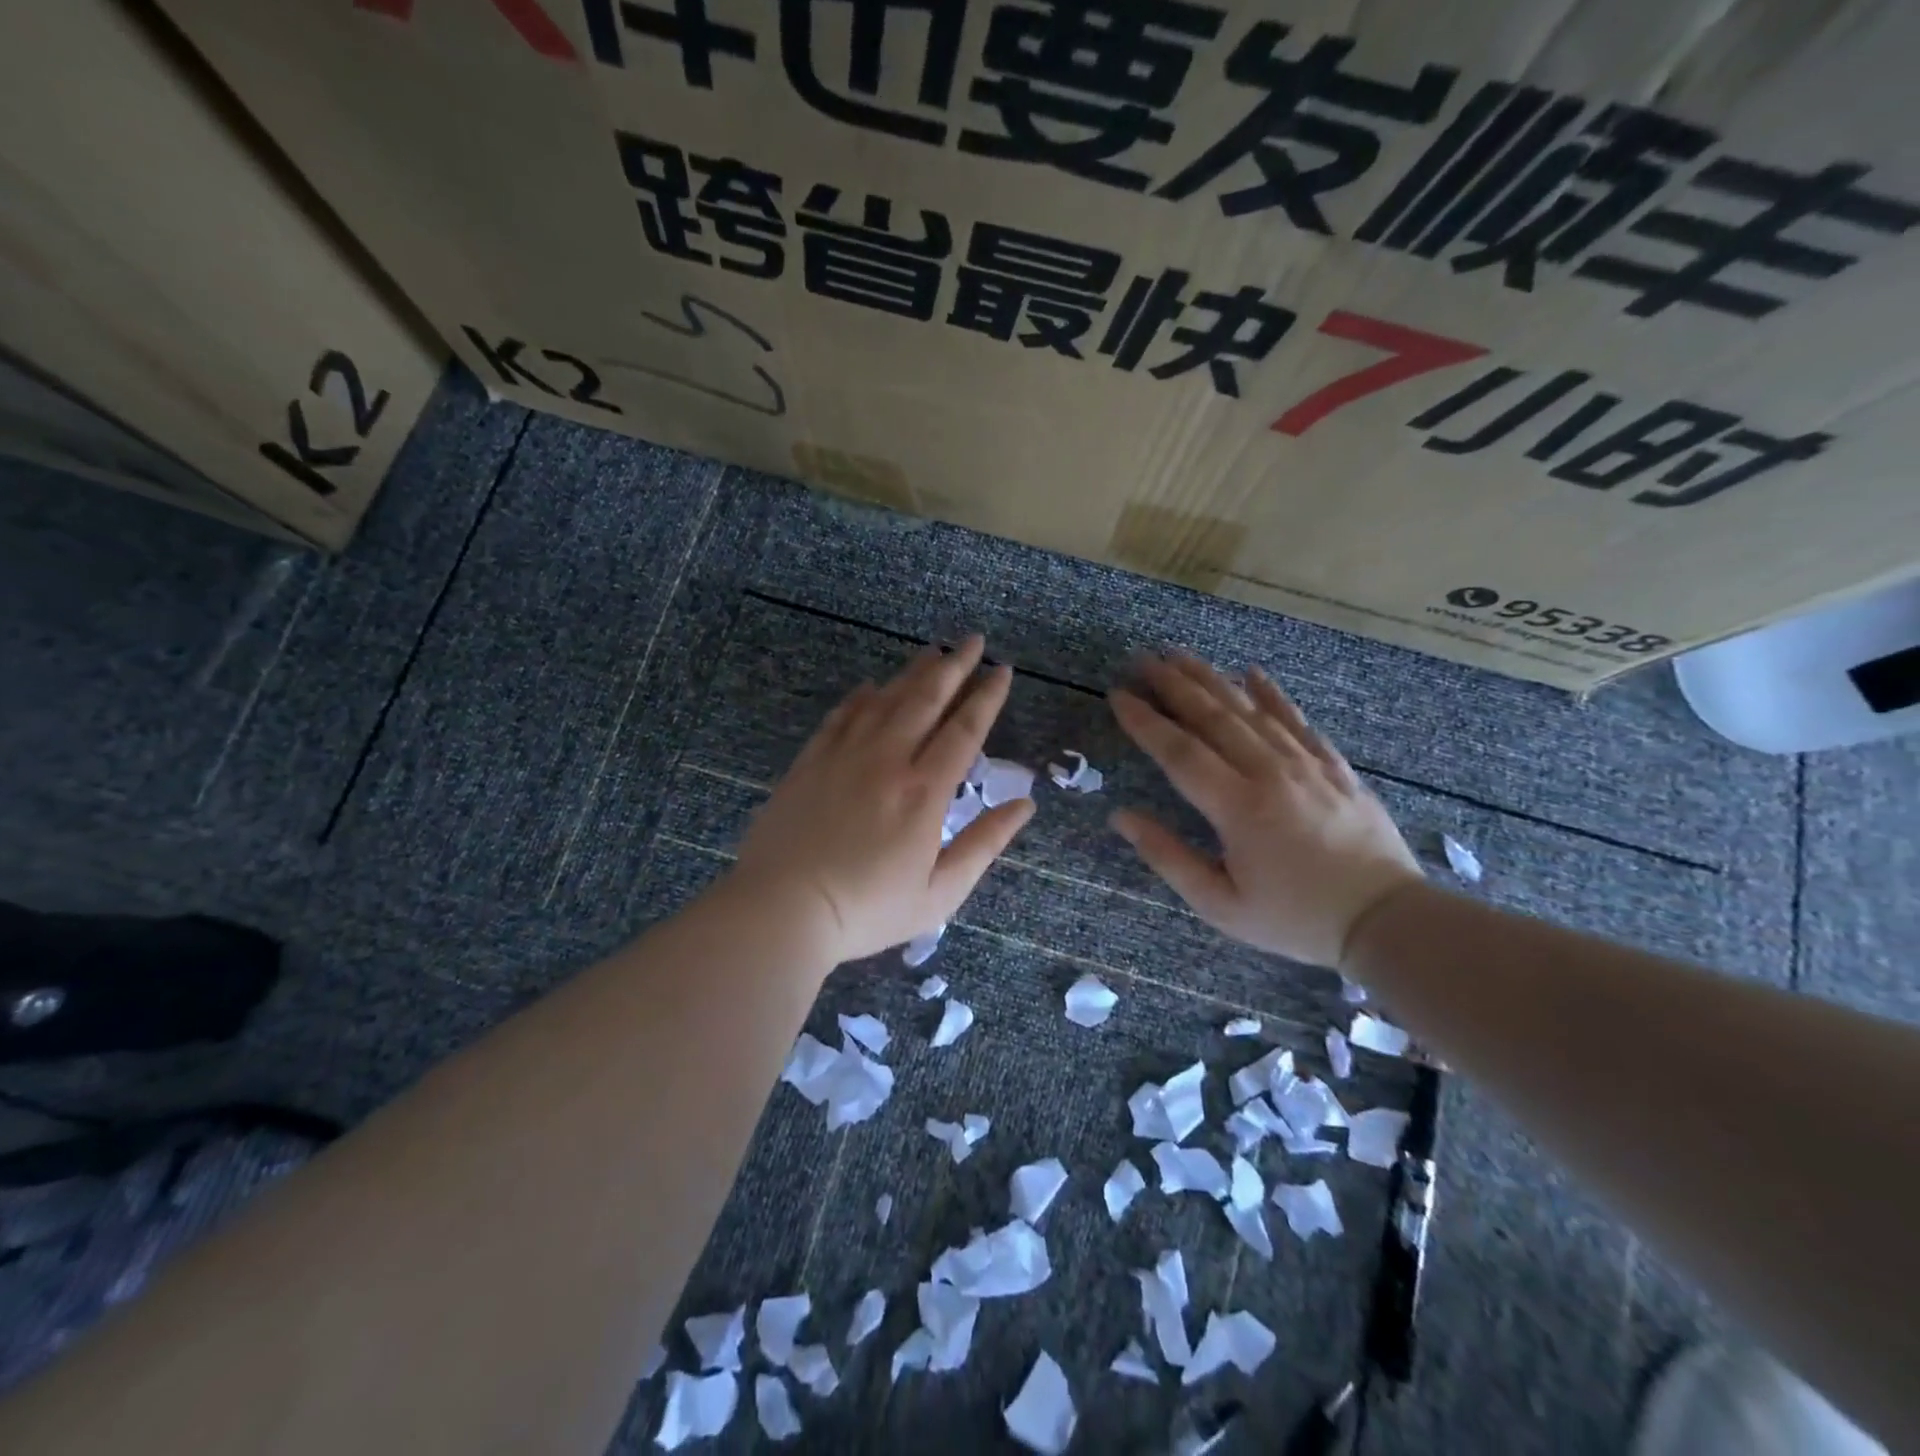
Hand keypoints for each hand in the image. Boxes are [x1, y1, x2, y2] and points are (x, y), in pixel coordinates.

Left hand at [729, 636, 1033, 965]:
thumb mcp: (940, 892)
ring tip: (932, 652)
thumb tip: (1026, 805)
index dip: (987, 697)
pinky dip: (861, 697)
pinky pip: (841, 716)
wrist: (782, 910)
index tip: (1003, 670)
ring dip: (912, 672)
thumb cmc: (867, 910)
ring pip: (884, 699)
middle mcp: (887, 760)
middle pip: (926, 699)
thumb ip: (985, 843)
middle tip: (973, 640)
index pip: (964, 730)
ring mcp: (844, 756)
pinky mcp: (810, 762)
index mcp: (924, 791)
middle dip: (954, 666)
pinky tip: (870, 687)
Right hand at [1109, 655, 1420, 966]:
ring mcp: (1306, 764)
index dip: (1145, 721)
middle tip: (1142, 659)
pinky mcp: (1334, 766)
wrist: (1386, 920)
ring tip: (1181, 655)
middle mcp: (1269, 773)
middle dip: (1173, 684)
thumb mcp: (1220, 904)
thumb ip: (1167, 857)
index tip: (1118, 694)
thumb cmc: (1295, 918)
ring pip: (1250, 709)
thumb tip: (1121, 816)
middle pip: (1213, 717)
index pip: (1179, 751)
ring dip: (1211, 679)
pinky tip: (1251, 672)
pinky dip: (1271, 694)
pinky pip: (1297, 720)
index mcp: (1237, 807)